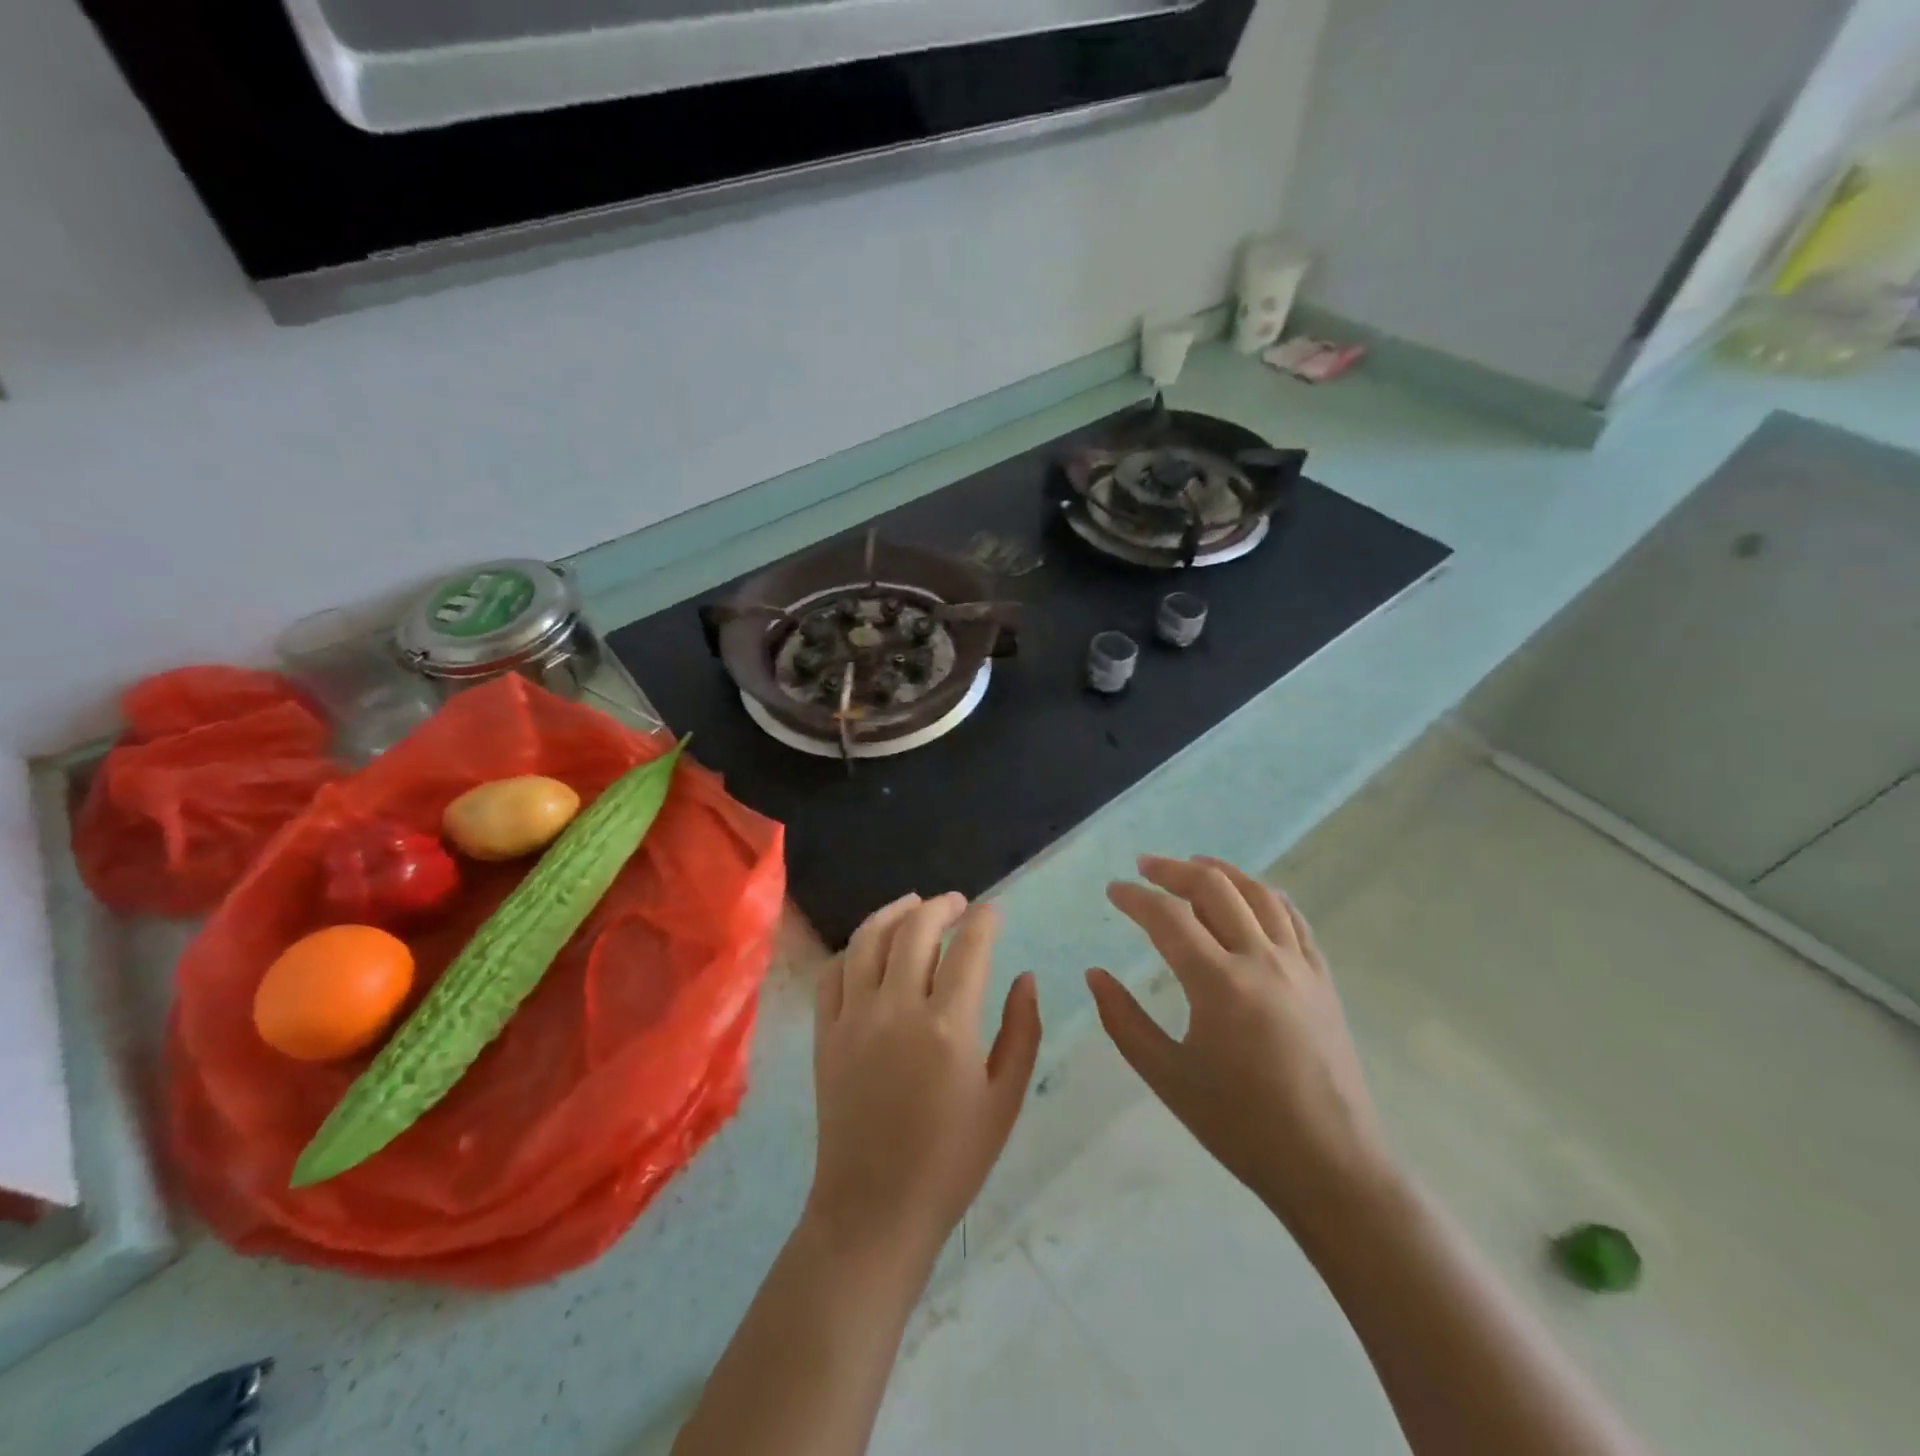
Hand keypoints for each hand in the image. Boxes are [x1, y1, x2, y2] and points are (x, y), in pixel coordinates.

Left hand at [808, 893, 1041, 1263]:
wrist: (875, 1209)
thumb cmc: (952, 1160)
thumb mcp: (1005, 1100)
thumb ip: (1022, 1031)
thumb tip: (1026, 977)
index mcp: (948, 1026)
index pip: (970, 948)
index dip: (985, 921)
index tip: (993, 912)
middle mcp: (897, 1008)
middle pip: (916, 929)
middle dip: (941, 906)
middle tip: (958, 904)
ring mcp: (854, 1018)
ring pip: (869, 939)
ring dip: (894, 912)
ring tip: (914, 904)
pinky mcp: (825, 1034)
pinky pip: (834, 973)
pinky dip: (855, 948)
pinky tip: (871, 946)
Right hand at [1088, 855, 1393, 1234]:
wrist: (1331, 1166)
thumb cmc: (1241, 1126)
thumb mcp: (1167, 1077)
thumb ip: (1124, 1021)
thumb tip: (1095, 974)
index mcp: (1218, 984)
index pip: (1168, 917)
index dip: (1135, 898)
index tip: (1113, 890)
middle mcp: (1261, 961)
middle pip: (1214, 888)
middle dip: (1174, 870)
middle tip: (1145, 866)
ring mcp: (1299, 966)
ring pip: (1258, 894)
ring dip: (1222, 872)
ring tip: (1194, 865)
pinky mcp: (1323, 980)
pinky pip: (1294, 920)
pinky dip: (1266, 896)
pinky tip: (1252, 896)